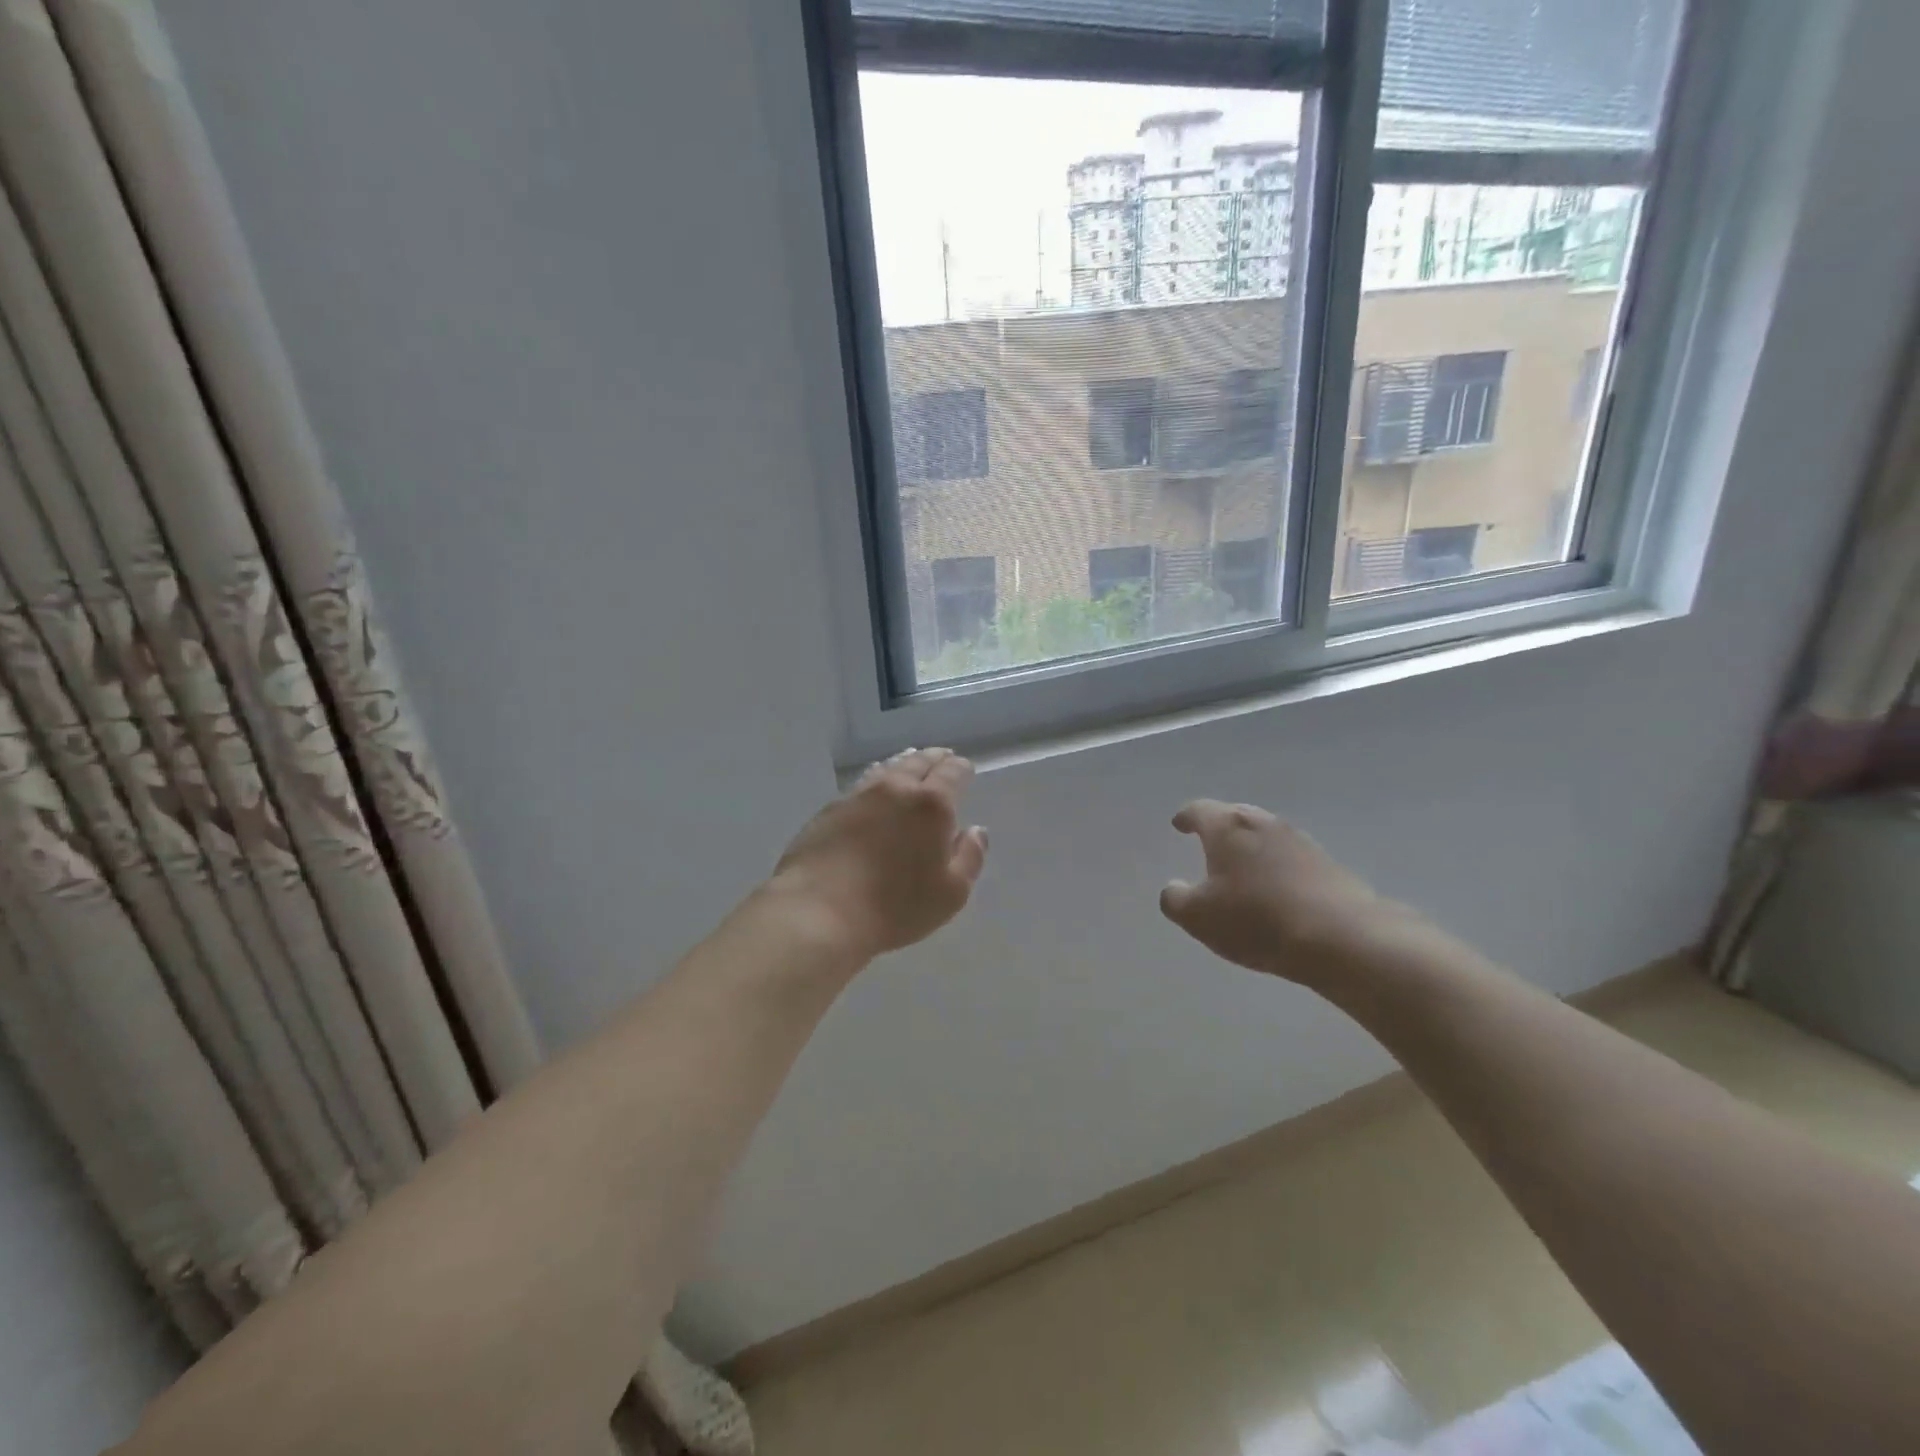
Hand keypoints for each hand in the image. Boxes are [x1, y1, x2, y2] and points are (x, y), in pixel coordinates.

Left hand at [767, 748, 988, 961]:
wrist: (819, 912)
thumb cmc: (895, 907)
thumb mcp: (950, 893)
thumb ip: (969, 857)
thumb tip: (975, 831)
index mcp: (932, 804)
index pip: (952, 773)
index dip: (961, 768)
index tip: (965, 768)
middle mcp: (895, 789)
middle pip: (918, 763)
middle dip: (934, 759)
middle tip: (942, 757)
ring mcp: (858, 796)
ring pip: (888, 769)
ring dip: (904, 764)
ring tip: (910, 762)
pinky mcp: (829, 810)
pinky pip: (862, 784)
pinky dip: (877, 780)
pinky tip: (874, 788)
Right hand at [1159, 799, 1416, 986]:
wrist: (1342, 938)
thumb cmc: (1257, 920)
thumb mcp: (1198, 917)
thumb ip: (1175, 899)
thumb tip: (1174, 889)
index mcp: (1227, 827)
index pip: (1199, 810)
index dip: (1186, 817)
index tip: (1178, 824)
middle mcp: (1264, 823)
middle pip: (1236, 817)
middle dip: (1220, 828)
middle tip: (1209, 843)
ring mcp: (1301, 841)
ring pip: (1266, 836)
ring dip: (1252, 848)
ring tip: (1242, 869)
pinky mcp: (1329, 864)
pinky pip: (1292, 858)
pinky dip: (1278, 867)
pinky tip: (1277, 890)